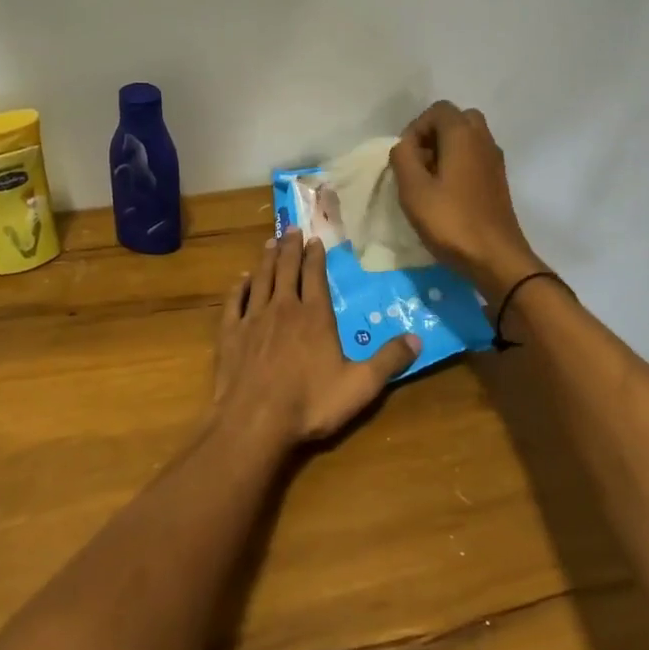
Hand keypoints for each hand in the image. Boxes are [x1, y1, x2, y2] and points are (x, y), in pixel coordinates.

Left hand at [213, 230, 419, 447]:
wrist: (254, 421)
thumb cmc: (310, 403)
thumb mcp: (360, 386)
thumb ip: (389, 361)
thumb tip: (417, 339)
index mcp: (315, 315)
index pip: (315, 276)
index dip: (316, 256)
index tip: (316, 239)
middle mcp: (283, 308)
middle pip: (286, 268)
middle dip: (290, 247)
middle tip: (291, 228)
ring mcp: (254, 318)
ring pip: (261, 279)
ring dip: (266, 259)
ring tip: (269, 242)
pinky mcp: (230, 333)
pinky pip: (235, 301)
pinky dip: (239, 287)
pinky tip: (241, 280)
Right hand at [389, 102, 546, 303]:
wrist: (496, 258)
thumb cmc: (451, 221)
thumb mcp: (413, 189)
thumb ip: (403, 157)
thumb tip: (405, 146)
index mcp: (463, 135)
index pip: (438, 110)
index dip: (416, 128)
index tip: (406, 157)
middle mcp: (484, 140)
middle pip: (457, 120)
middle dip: (433, 135)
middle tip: (418, 162)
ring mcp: (494, 161)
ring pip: (468, 139)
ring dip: (446, 150)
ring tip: (429, 180)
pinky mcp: (498, 181)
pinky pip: (475, 157)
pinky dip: (459, 164)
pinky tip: (446, 193)